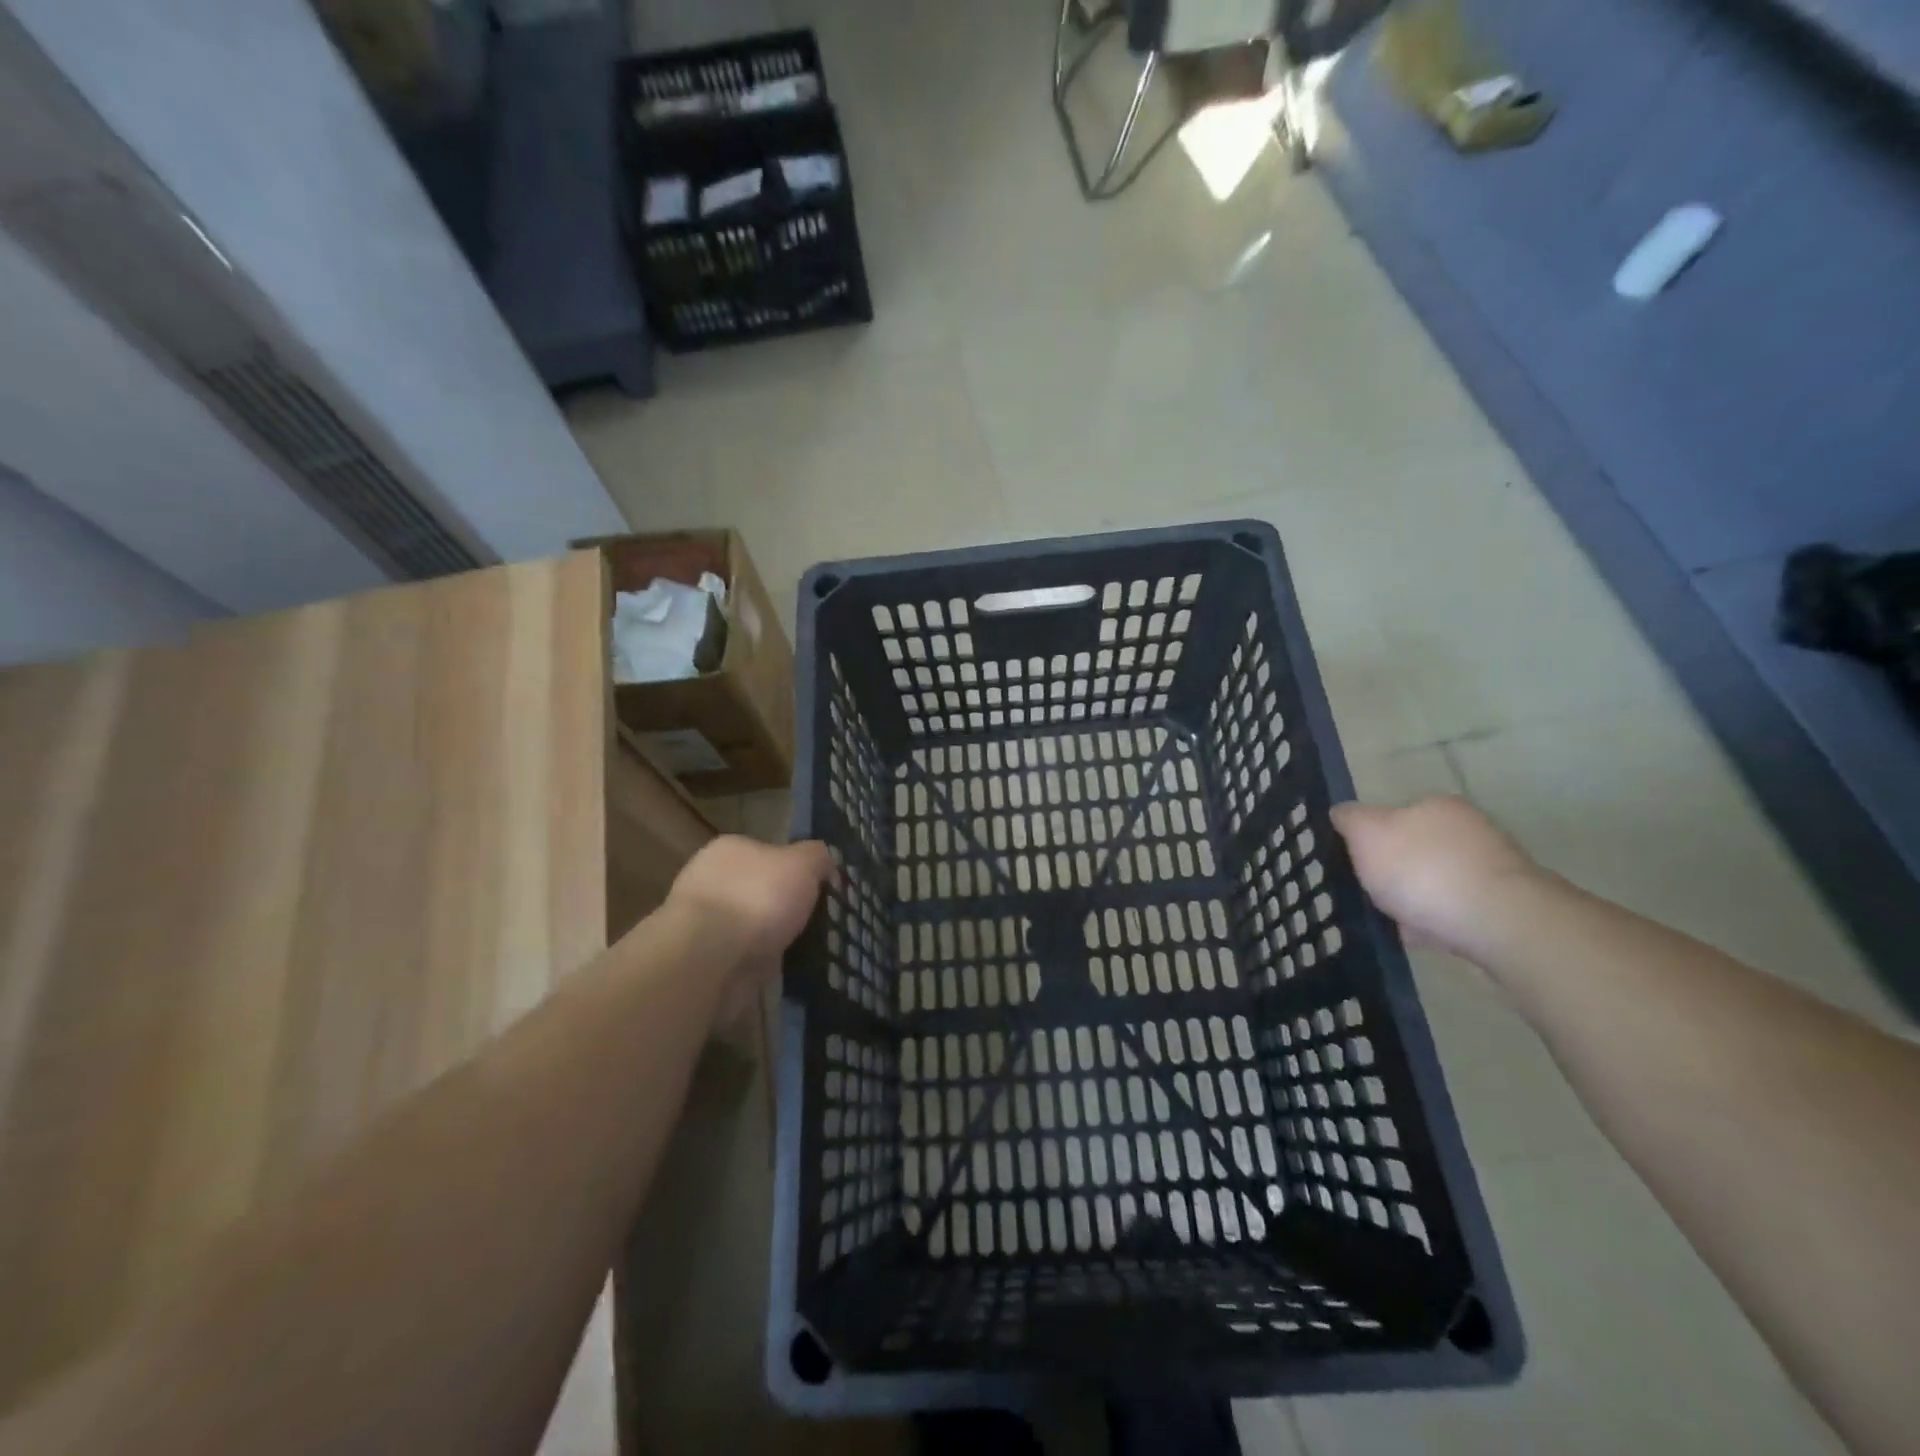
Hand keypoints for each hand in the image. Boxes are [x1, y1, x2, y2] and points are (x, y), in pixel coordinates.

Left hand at [667, 836, 834, 1005]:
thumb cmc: (757, 898)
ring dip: (772, 939)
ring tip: (805, 952)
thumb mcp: (803, 863)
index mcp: (729, 849)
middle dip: (783, 908)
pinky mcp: (701, 960)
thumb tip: (824, 864)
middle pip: (759, 890)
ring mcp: (701, 922)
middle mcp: (709, 880)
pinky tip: (780, 972)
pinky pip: (741, 958)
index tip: (820, 892)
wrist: (708, 958)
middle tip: (816, 924)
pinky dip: (759, 964)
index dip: (797, 871)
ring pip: (750, 927)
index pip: (769, 853)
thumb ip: (818, 857)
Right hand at [1329, 796, 1541, 960]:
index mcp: (1437, 805)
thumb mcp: (1366, 835)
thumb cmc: (1423, 870)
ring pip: (1436, 881)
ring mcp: (1492, 868)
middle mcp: (1470, 829)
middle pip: (1416, 848)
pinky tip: (1419, 938)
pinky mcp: (1506, 905)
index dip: (1370, 839)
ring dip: (1415, 899)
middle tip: (1370, 894)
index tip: (1356, 864)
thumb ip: (1349, 819)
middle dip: (1394, 871)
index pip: (1394, 814)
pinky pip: (1455, 910)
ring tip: (1392, 922)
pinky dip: (1435, 922)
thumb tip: (1341, 812)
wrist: (1500, 923)